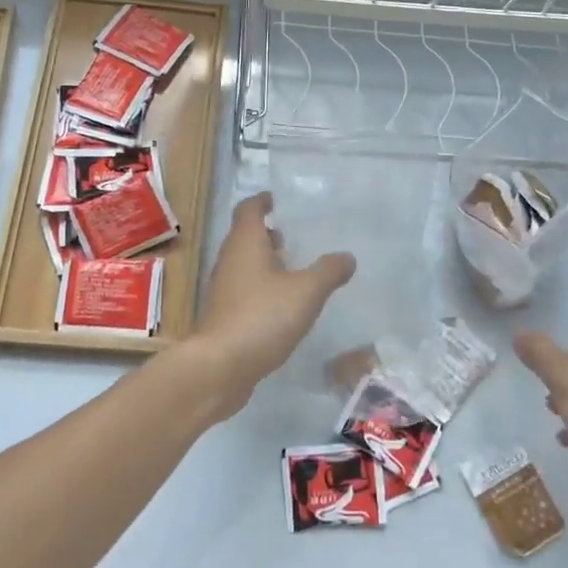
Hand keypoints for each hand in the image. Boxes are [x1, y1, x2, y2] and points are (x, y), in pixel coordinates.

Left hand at [184, 193, 355, 417]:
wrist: (220, 367)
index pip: (249, 209)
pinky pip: (245, 291)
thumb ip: (328, 271)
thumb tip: (347, 257)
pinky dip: (262, 289)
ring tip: (294, 270)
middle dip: (267, 234)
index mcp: (245, 243)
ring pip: (244, 265)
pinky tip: (283, 306)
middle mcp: (229, 260)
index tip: (277, 200)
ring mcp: (223, 289)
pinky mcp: (224, 316)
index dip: (262, 201)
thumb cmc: (262, 316)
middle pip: (245, 236)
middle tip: (293, 236)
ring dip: (265, 263)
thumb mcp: (306, 291)